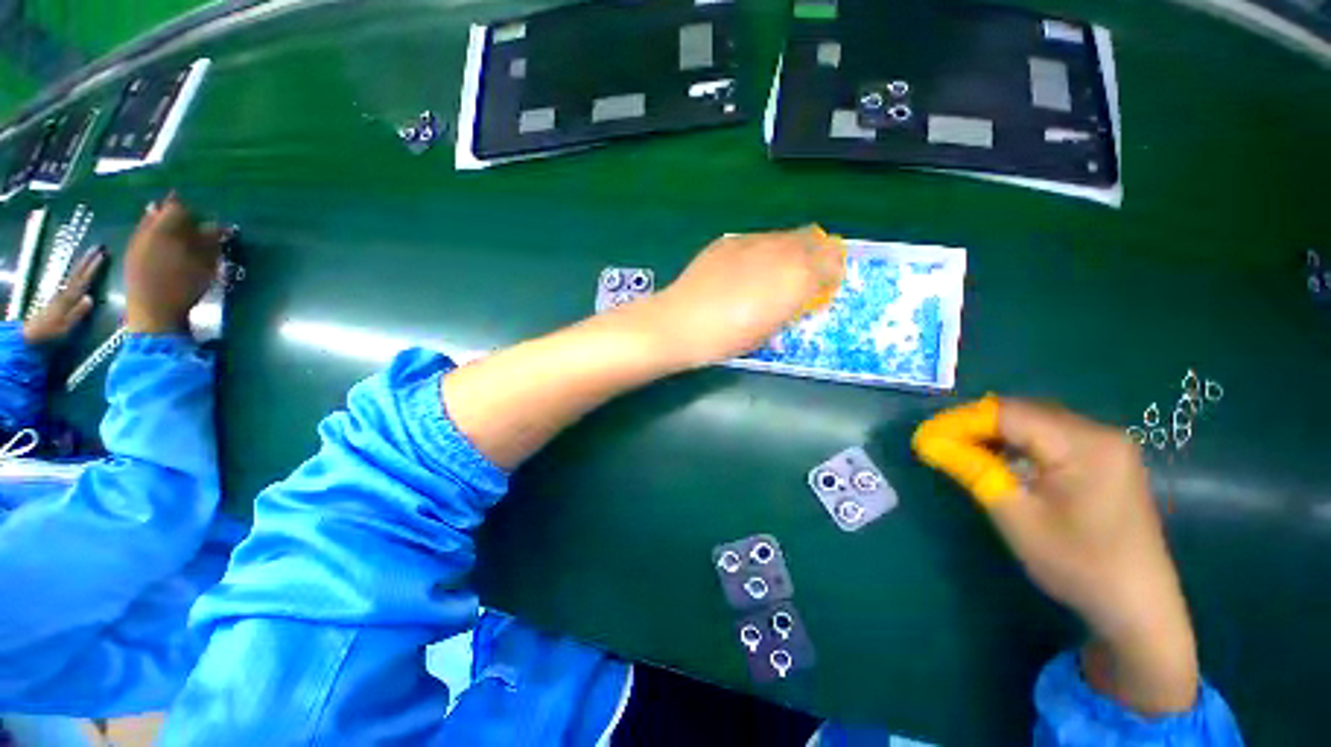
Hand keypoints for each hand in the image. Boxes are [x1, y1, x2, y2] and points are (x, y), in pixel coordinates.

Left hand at [22, 249, 105, 344]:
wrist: (32, 334)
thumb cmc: (51, 332)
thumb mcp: (65, 326)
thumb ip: (78, 313)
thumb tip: (90, 298)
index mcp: (69, 298)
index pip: (83, 279)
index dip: (93, 267)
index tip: (103, 255)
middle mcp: (65, 292)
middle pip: (78, 273)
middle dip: (88, 261)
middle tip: (99, 248)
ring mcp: (61, 293)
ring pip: (74, 275)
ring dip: (83, 264)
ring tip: (92, 255)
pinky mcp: (60, 296)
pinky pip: (71, 280)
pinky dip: (78, 272)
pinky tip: (81, 270)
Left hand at [124, 195, 225, 334]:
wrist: (154, 315)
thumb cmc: (183, 288)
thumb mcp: (205, 265)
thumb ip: (210, 243)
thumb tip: (219, 226)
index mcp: (164, 228)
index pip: (178, 207)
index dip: (194, 212)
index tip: (207, 222)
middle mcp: (146, 230)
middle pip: (161, 214)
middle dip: (178, 219)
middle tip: (194, 228)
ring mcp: (136, 244)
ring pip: (151, 225)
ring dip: (167, 229)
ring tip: (182, 240)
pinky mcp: (132, 258)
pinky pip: (145, 238)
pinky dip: (157, 240)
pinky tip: (167, 252)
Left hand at [644, 227, 844, 367]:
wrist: (683, 323)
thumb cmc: (729, 338)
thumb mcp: (769, 330)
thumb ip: (790, 306)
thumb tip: (796, 296)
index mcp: (798, 278)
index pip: (831, 263)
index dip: (832, 272)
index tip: (826, 283)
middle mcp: (781, 252)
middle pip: (812, 240)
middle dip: (816, 254)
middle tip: (807, 272)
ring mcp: (753, 242)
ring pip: (784, 236)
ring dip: (789, 249)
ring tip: (776, 269)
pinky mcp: (729, 241)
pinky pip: (757, 240)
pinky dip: (761, 250)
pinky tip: (746, 267)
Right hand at [913, 397, 1198, 714]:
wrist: (1138, 607)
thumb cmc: (1078, 563)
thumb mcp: (1016, 516)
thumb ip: (972, 470)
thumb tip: (927, 442)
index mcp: (1084, 443)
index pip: (1007, 413)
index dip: (959, 421)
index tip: (924, 436)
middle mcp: (1099, 433)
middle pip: (1023, 413)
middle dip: (974, 425)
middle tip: (938, 444)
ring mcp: (1107, 446)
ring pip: (1035, 423)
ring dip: (995, 435)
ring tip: (961, 452)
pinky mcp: (1106, 461)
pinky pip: (1052, 438)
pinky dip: (1019, 445)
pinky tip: (1000, 462)